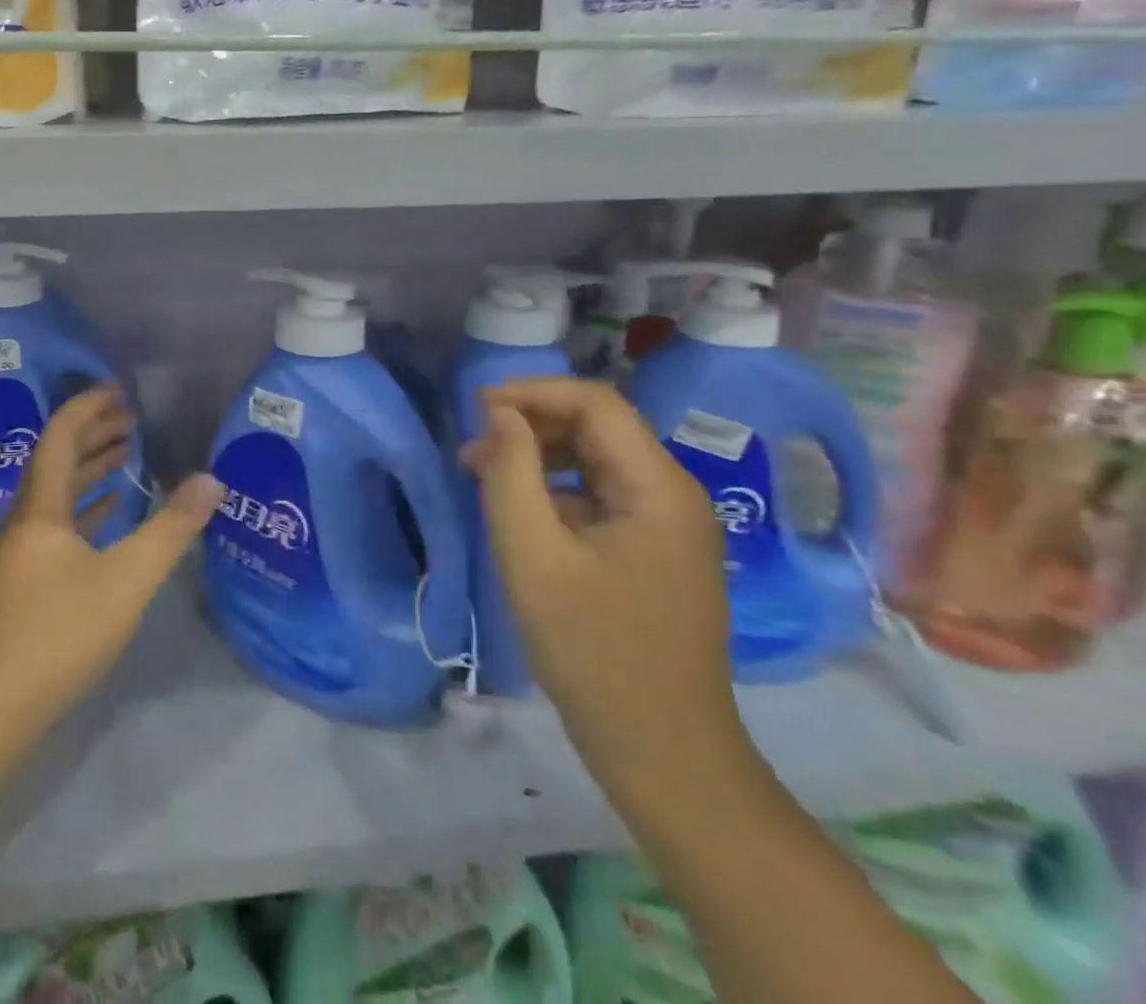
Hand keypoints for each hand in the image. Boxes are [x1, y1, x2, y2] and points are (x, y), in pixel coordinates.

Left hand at [0, 385, 223, 769]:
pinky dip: (85, 508)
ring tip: (126, 454)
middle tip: (131, 418)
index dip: (88, 407)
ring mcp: (20, 553)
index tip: (119, 390)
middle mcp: (25, 520)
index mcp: (40, 508)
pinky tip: (108, 513)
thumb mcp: (127, 579)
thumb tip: (212, 480)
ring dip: (89, 469)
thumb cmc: (58, 633)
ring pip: (56, 494)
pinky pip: (57, 526)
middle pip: (56, 460)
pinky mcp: (24, 582)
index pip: (60, 436)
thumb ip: (171, 528)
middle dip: (93, 433)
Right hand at [463, 379, 752, 804]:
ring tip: (483, 473)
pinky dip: (557, 490)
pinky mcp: (656, 552)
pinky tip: (519, 512)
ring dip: (540, 455)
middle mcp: (673, 494)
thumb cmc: (593, 651)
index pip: (596, 403)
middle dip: (533, 423)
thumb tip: (499, 415)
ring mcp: (669, 525)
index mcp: (658, 487)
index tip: (476, 408)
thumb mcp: (532, 556)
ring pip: (598, 461)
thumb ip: (511, 474)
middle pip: (600, 427)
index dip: (533, 392)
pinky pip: (602, 496)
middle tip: (473, 444)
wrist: (663, 753)